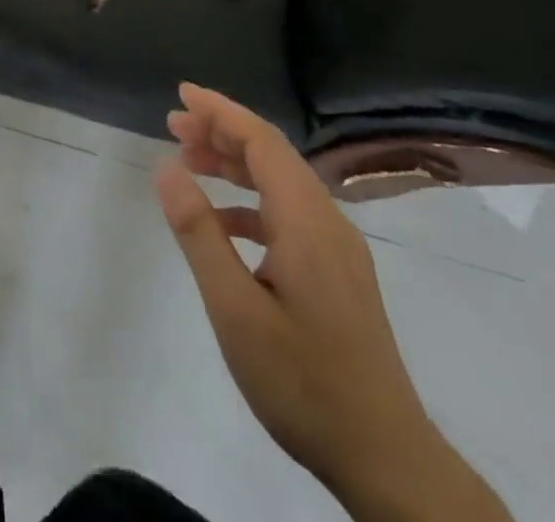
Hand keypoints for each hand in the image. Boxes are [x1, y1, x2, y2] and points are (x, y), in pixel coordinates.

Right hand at [154, 84, 511, 521]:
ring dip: (236, 165)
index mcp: (307, 221)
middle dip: (222, 132)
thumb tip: (167, 167)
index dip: (221, 111)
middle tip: (173, 124)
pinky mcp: (339, 273)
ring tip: (189, 161)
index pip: (262, 141)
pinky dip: (251, 202)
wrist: (387, 461)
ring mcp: (338, 249)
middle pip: (272, 155)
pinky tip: (224, 222)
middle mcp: (328, 222)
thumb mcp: (235, 309)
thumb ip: (199, 233)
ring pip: (282, 183)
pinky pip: (290, 214)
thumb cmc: (303, 382)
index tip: (182, 93)